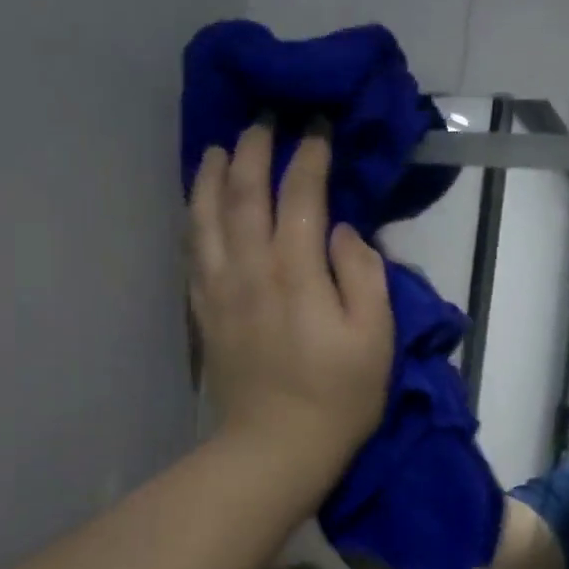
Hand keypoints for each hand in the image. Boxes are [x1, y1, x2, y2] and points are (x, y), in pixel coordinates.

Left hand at [187, 122, 392, 483]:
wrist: (275, 448)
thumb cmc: (338, 396)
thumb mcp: (376, 337)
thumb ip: (363, 275)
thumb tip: (341, 231)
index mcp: (296, 272)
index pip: (300, 196)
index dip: (309, 157)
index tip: (318, 128)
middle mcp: (250, 269)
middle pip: (244, 194)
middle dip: (254, 150)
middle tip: (263, 120)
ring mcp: (221, 290)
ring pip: (207, 217)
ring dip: (211, 175)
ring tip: (217, 147)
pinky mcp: (205, 313)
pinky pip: (192, 251)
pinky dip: (193, 218)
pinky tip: (196, 205)